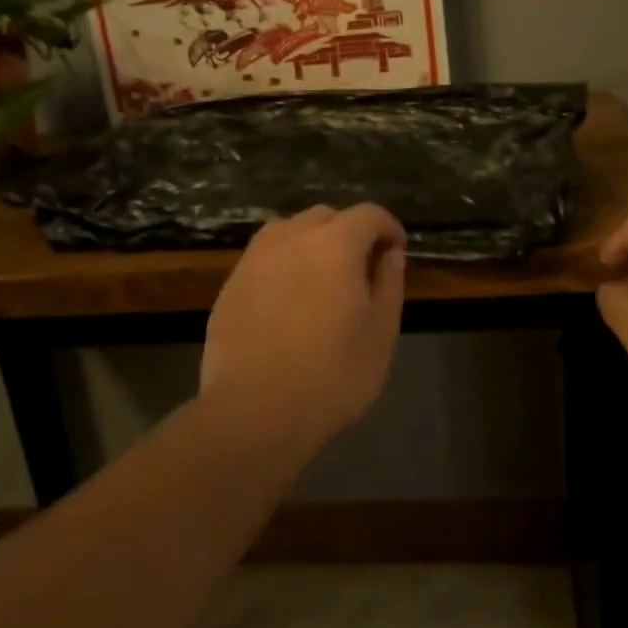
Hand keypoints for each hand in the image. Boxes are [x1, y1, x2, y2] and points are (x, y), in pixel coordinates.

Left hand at [201, 203, 407, 447]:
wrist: (254, 413)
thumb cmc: (332, 375)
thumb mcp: (380, 334)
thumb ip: (389, 285)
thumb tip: (391, 255)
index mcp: (335, 244)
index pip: (369, 214)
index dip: (388, 228)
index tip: (396, 253)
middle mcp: (291, 238)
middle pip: (327, 216)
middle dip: (350, 233)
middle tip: (362, 270)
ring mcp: (254, 259)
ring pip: (289, 231)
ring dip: (312, 243)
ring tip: (322, 281)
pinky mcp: (230, 285)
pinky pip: (264, 258)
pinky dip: (284, 265)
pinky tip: (288, 303)